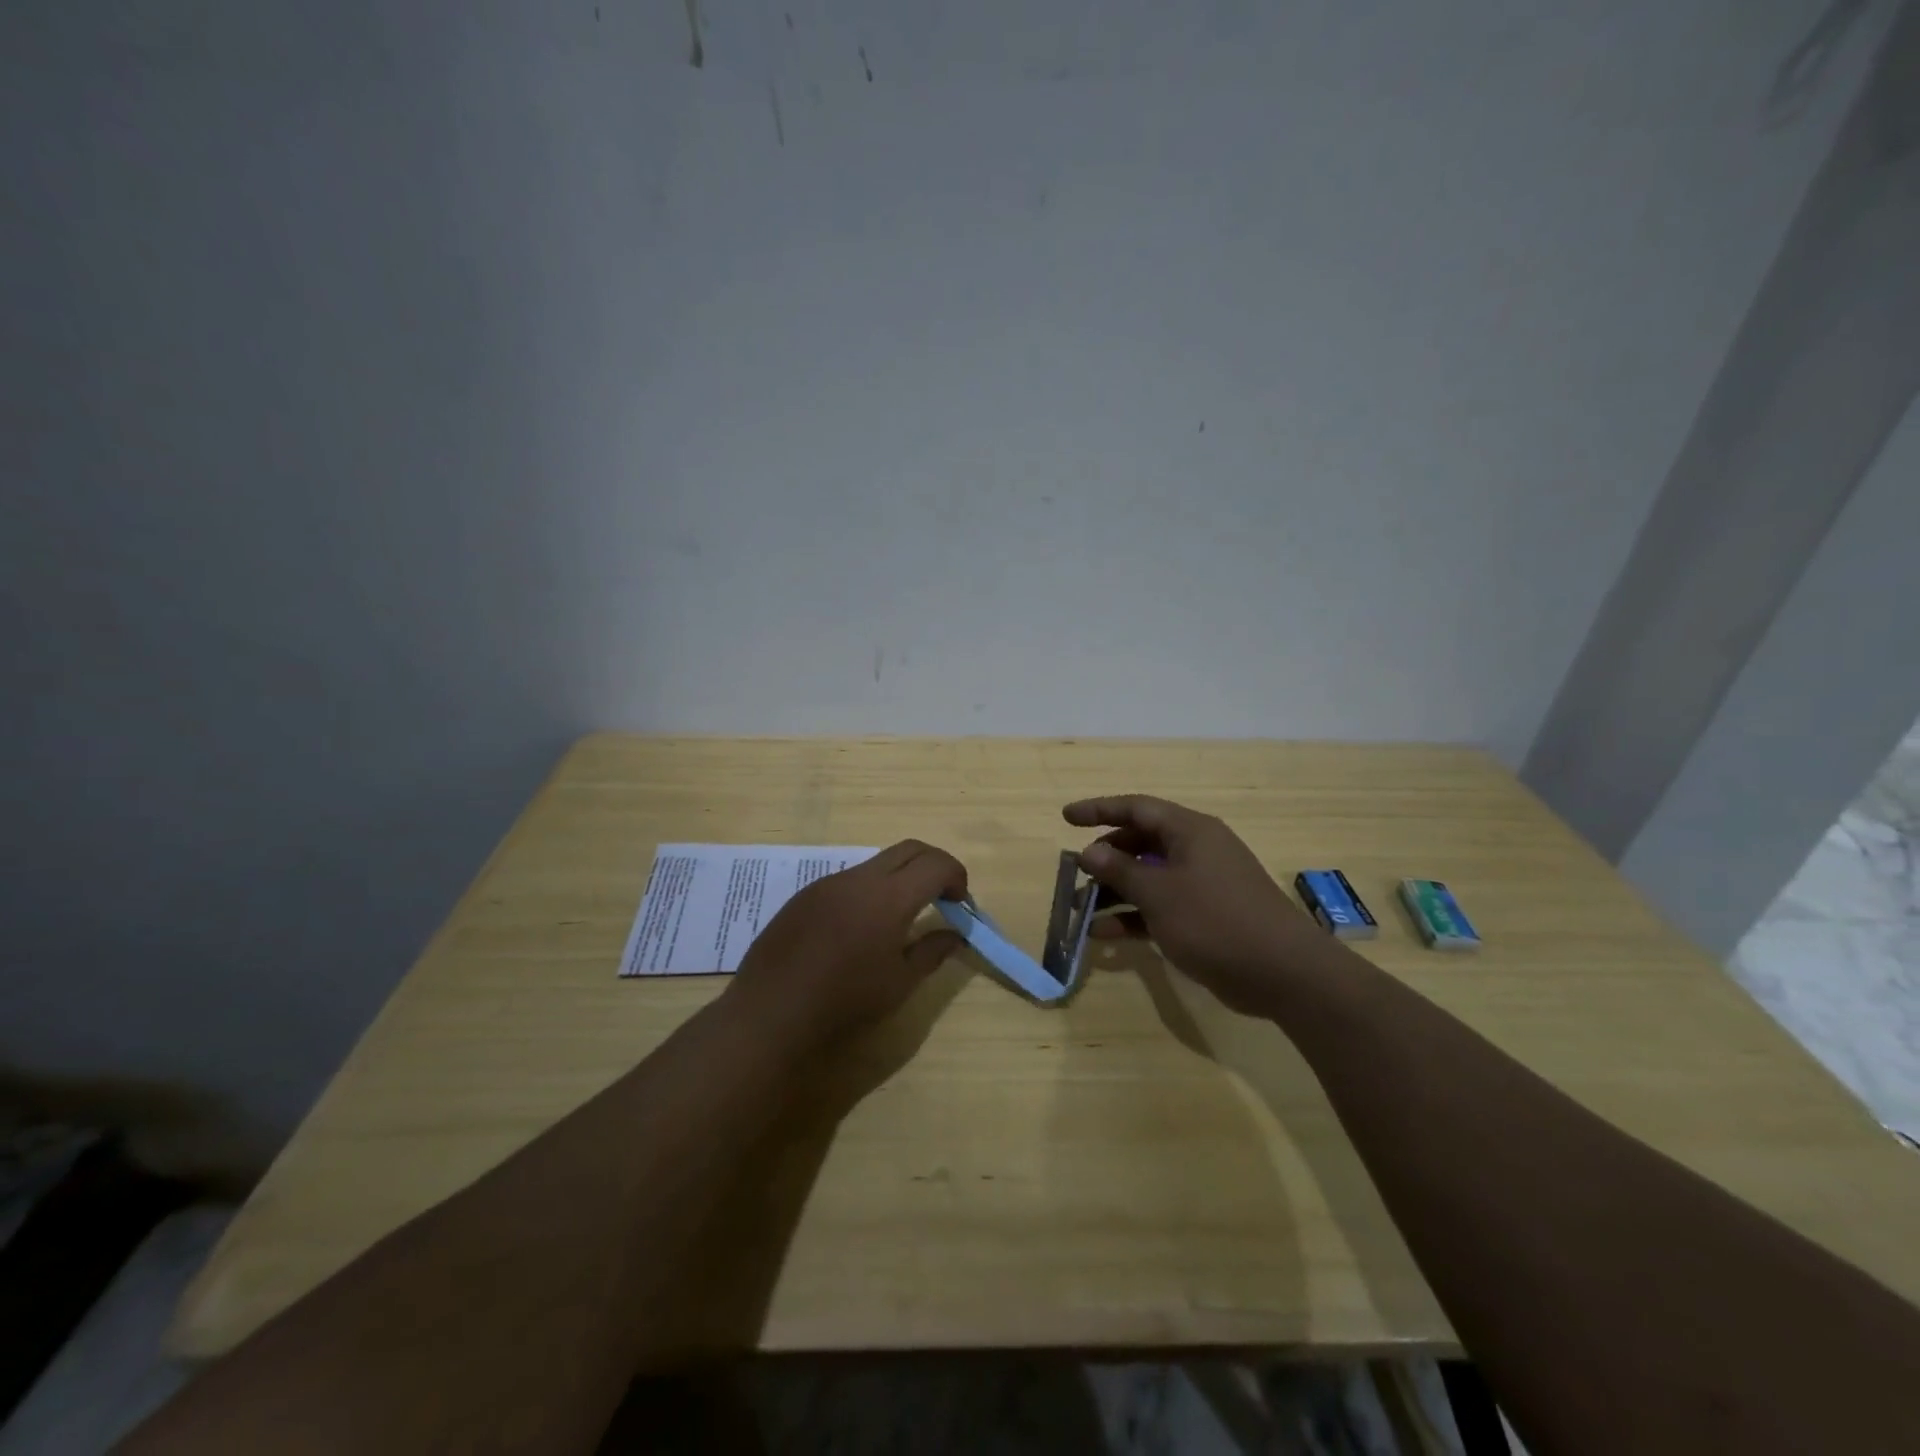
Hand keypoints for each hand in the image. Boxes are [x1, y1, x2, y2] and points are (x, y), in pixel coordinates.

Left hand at [725, 839, 967, 1048]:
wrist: (771, 1012)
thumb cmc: (844, 1001)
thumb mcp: (899, 983)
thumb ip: (932, 951)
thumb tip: (956, 934)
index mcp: (889, 897)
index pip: (935, 864)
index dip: (956, 876)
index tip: (961, 903)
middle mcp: (859, 878)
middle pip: (909, 849)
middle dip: (933, 865)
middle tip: (942, 896)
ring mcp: (828, 883)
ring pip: (876, 863)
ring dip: (900, 877)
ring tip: (902, 916)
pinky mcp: (805, 895)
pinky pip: (848, 880)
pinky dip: (870, 890)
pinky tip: (860, 928)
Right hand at [1065, 795, 1323, 1014]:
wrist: (1282, 972)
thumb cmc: (1215, 920)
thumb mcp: (1159, 893)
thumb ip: (1120, 870)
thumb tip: (1089, 851)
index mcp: (1189, 831)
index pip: (1137, 808)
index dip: (1099, 810)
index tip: (1066, 818)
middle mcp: (1195, 851)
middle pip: (1141, 842)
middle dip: (1105, 857)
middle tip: (1075, 872)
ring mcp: (1201, 885)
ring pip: (1148, 877)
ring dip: (1114, 891)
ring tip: (1080, 908)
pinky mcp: (1204, 917)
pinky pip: (1159, 907)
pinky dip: (1133, 916)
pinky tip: (1103, 934)